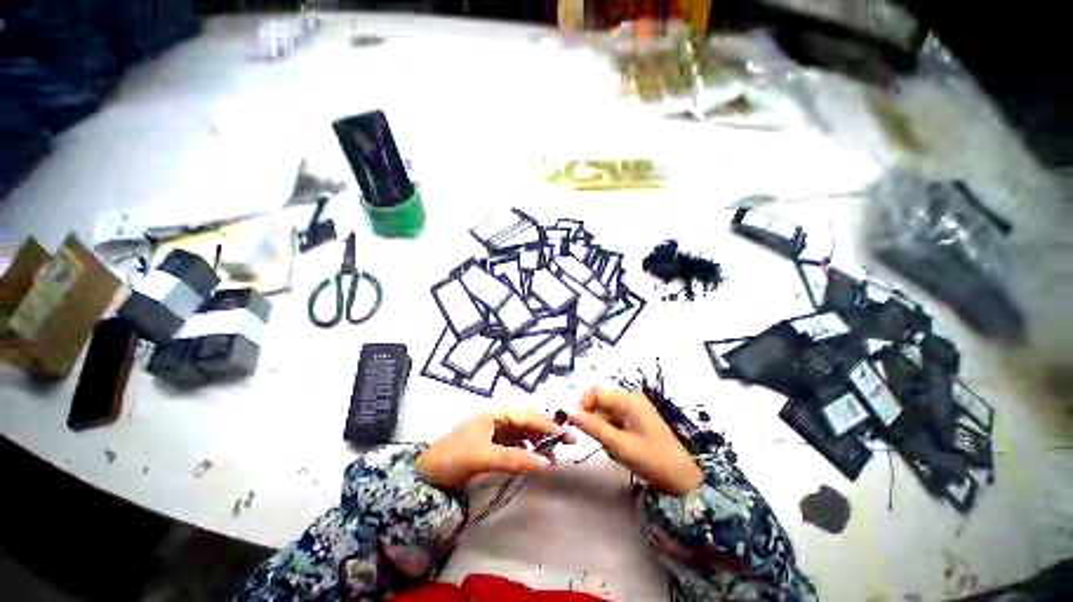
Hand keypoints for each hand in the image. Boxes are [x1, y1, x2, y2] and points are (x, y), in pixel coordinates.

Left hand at [417, 408, 571, 490]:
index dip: (547, 425)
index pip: (528, 416)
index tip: (566, 435)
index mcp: (496, 413)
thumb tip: (546, 464)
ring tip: (553, 455)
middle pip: (528, 419)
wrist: (426, 474)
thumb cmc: (453, 458)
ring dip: (539, 439)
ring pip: (524, 430)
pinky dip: (528, 447)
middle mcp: (499, 416)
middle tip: (566, 442)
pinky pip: (517, 441)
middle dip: (547, 429)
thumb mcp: (483, 457)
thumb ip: (514, 459)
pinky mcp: (494, 442)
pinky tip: (535, 456)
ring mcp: (496, 429)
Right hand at [568, 388, 703, 494]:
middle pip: (601, 404)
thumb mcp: (617, 444)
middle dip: (595, 422)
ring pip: (606, 415)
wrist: (681, 479)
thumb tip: (569, 412)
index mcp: (628, 400)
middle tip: (600, 443)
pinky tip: (620, 450)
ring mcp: (635, 411)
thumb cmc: (650, 459)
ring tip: (614, 449)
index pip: (596, 393)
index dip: (582, 405)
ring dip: (603, 431)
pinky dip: (612, 435)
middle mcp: (631, 401)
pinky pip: (615, 423)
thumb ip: (592, 427)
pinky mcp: (637, 422)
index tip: (573, 423)